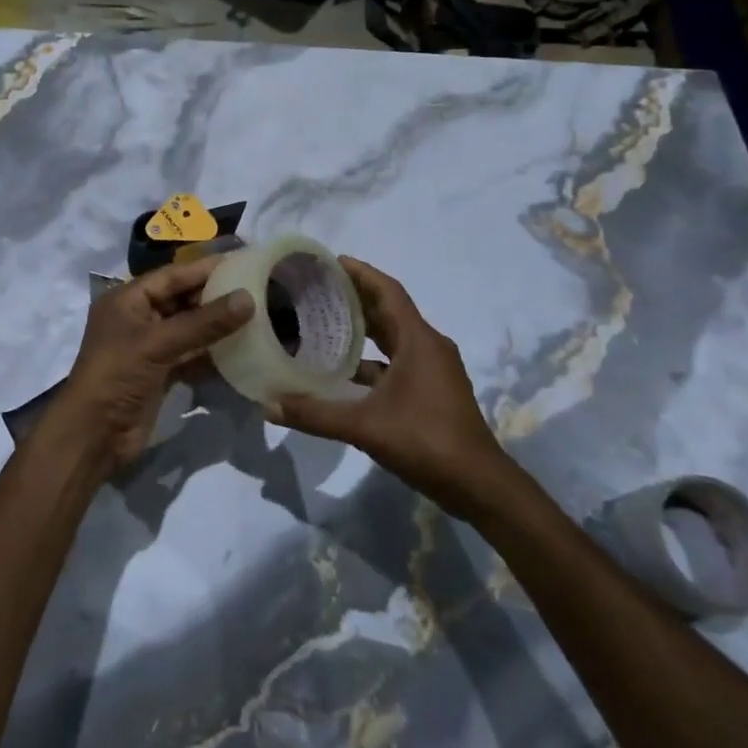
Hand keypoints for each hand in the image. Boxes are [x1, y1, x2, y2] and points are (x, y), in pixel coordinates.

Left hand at [46, 255, 254, 474]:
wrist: (94, 436)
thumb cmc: (117, 376)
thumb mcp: (158, 344)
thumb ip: (204, 322)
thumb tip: (247, 298)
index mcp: (127, 299)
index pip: (172, 276)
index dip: (206, 268)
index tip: (242, 260)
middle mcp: (138, 317)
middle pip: (182, 299)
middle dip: (215, 295)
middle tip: (256, 287)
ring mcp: (150, 346)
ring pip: (190, 328)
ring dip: (217, 324)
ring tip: (257, 313)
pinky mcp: (161, 372)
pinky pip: (191, 354)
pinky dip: (213, 351)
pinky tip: (242, 347)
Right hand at [272, 257, 511, 517]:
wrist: (479, 486)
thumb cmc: (426, 441)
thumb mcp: (365, 427)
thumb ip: (315, 415)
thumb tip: (268, 406)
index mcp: (418, 340)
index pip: (388, 291)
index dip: (360, 273)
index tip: (331, 261)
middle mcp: (429, 346)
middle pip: (389, 310)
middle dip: (356, 298)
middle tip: (318, 290)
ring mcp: (434, 369)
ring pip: (393, 338)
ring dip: (364, 330)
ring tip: (325, 324)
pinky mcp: (433, 390)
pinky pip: (398, 361)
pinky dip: (372, 360)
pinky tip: (344, 372)